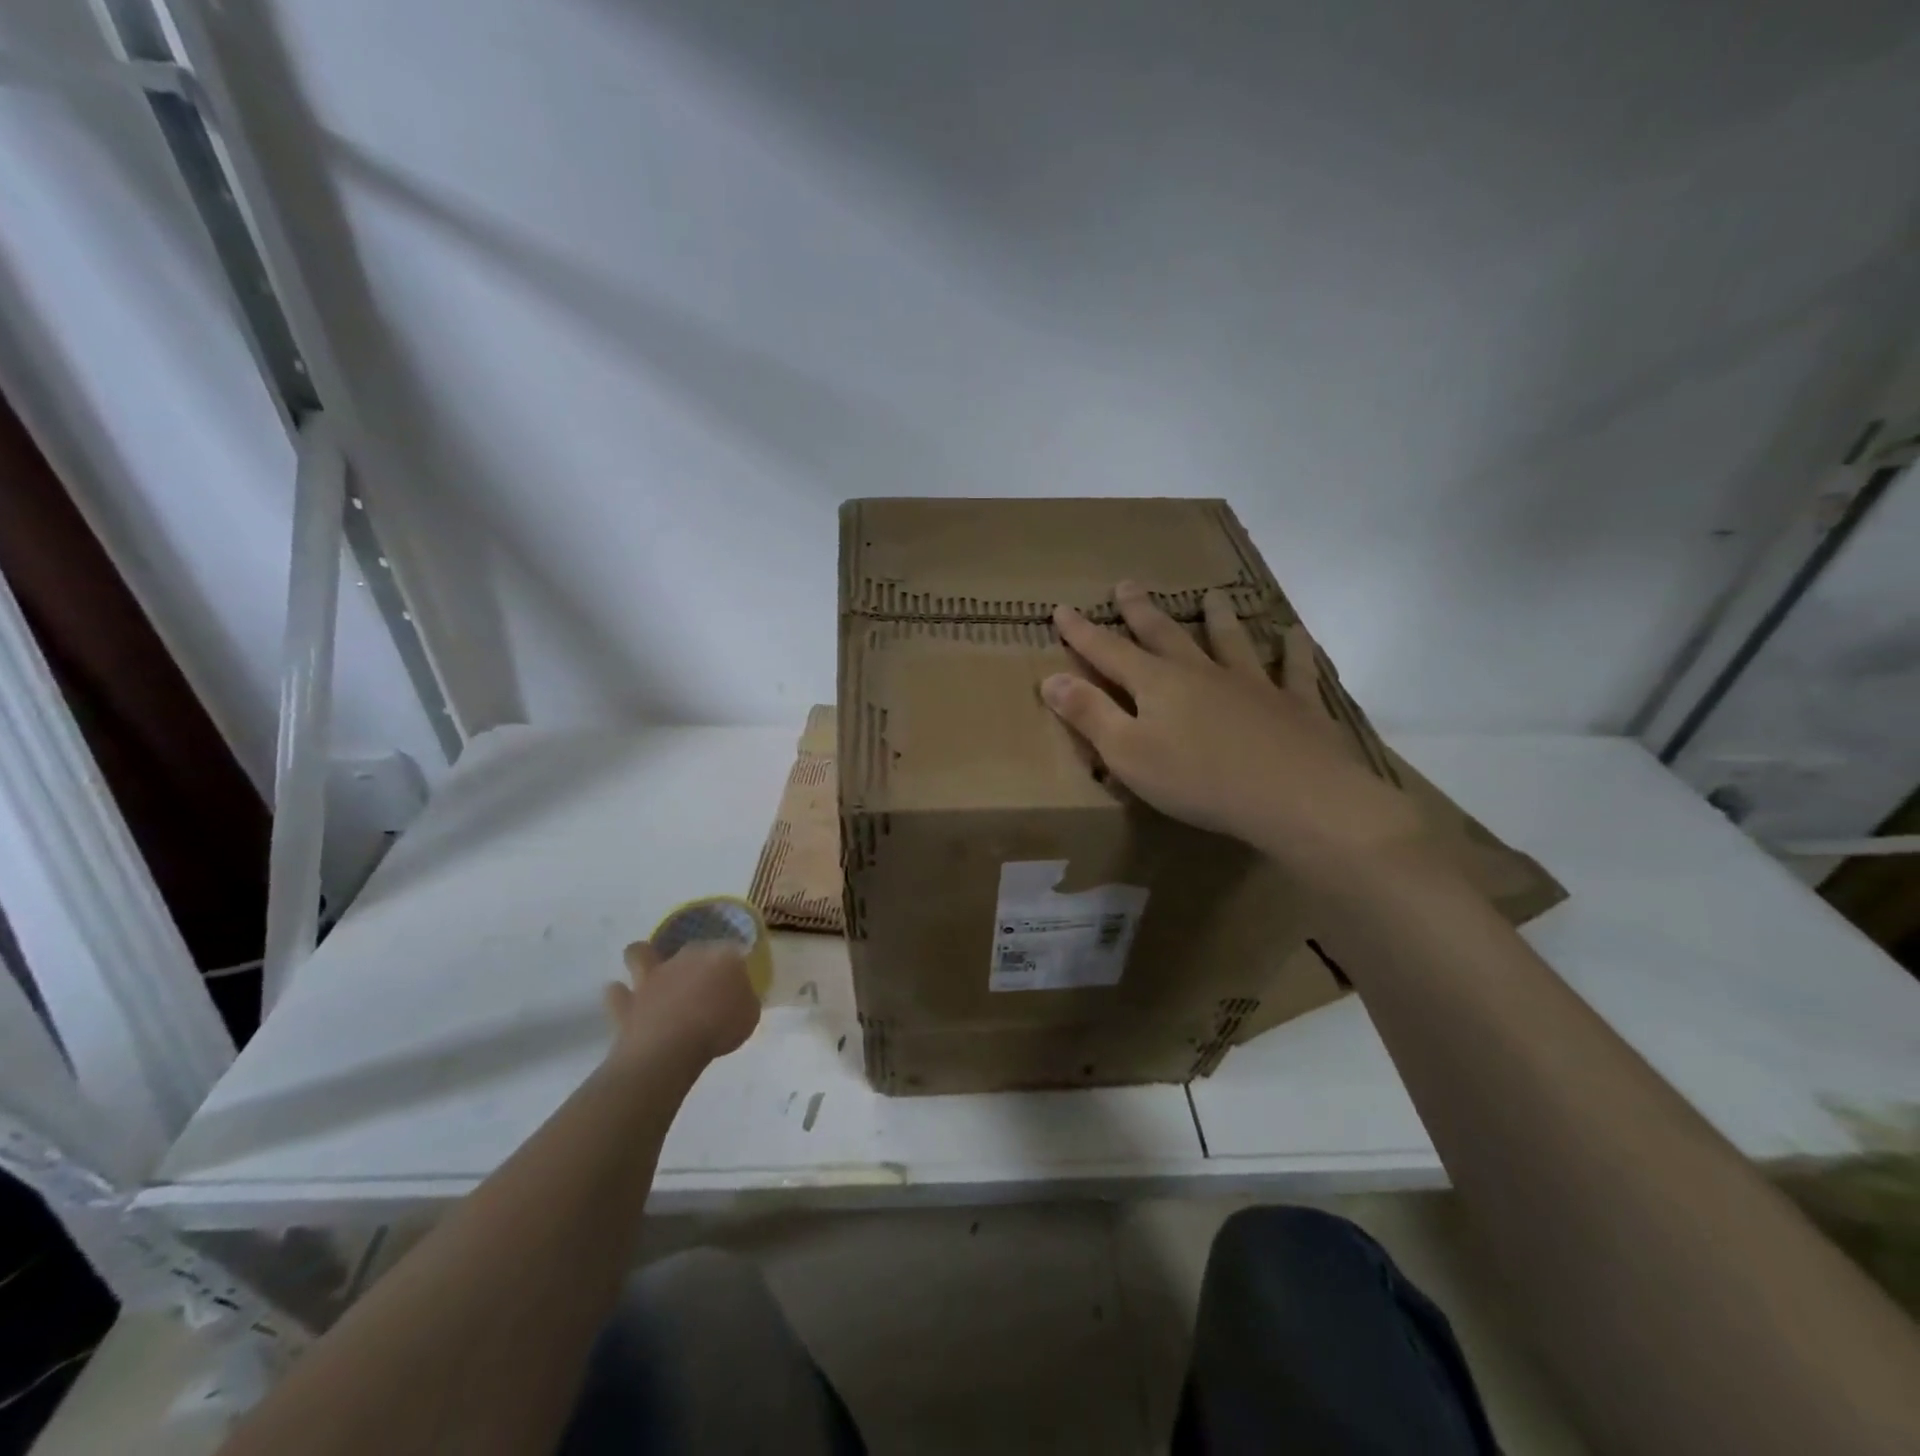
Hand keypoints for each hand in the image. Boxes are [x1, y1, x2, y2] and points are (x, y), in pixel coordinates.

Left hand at [604, 940, 760, 1067]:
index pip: (731, 949)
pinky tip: (626, 1002)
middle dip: (695, 962)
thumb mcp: (750, 1014)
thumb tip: (736, 993)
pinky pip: (616, 993)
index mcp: (721, 956)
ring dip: (643, 960)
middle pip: (692, 949)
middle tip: (701, 985)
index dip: (734, 964)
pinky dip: (620, 996)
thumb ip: (743, 997)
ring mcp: (652, 977)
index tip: (736, 981)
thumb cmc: (719, 1028)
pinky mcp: (626, 1001)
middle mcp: (685, 957)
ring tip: (650, 974)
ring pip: (640, 953)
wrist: (670, 1049)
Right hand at [1042, 582, 1424, 874]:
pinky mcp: (1293, 704)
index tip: (1062, 608)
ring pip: (1229, 641)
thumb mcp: (1127, 754)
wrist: (1293, 796)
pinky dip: (1293, 650)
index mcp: (1157, 685)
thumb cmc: (1198, 780)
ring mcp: (1251, 684)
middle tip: (1127, 584)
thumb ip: (1089, 714)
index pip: (1108, 652)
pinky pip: (1292, 669)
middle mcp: (1201, 672)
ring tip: (1212, 596)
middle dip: (1141, 611)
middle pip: (1165, 635)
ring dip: (1217, 618)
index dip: (1082, 633)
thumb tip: (1050, 679)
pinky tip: (1294, 634)